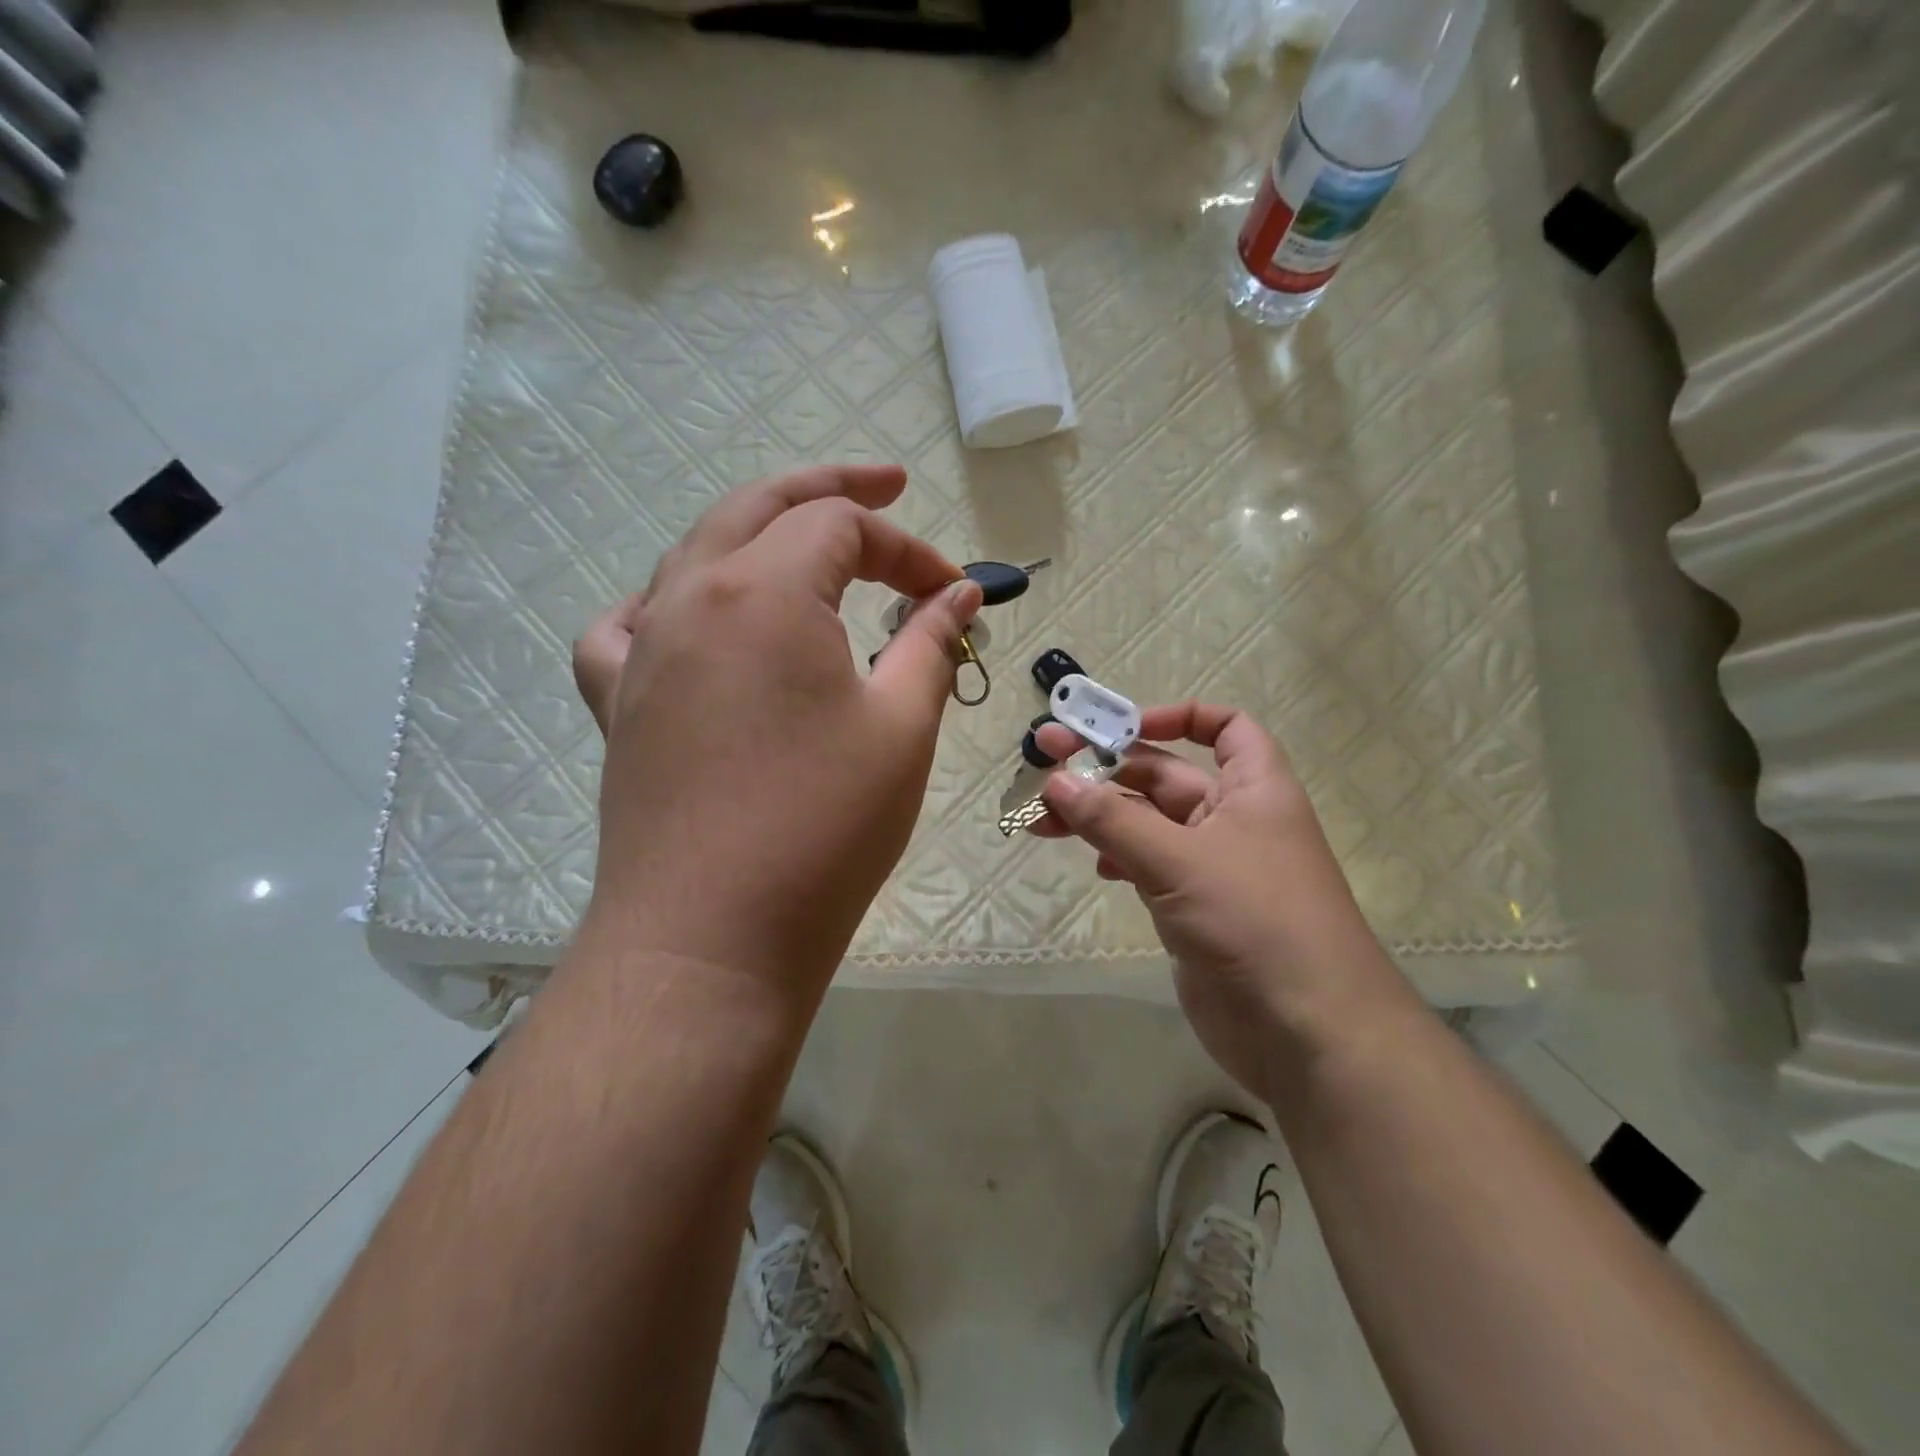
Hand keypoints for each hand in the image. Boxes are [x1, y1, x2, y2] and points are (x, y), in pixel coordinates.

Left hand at [570, 465, 981, 1005]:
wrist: (711, 938)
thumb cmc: (823, 829)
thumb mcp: (901, 727)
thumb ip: (930, 642)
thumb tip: (960, 594)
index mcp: (763, 590)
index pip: (844, 527)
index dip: (910, 550)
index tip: (955, 594)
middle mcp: (690, 598)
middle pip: (762, 508)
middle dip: (833, 489)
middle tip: (889, 486)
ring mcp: (642, 648)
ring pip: (699, 553)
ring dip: (760, 534)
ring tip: (806, 546)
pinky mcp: (619, 702)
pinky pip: (630, 624)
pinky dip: (672, 602)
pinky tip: (695, 618)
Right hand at [1031, 703, 1410, 1093]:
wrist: (1308, 1033)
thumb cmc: (1255, 922)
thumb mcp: (1179, 860)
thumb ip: (1113, 819)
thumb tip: (1055, 779)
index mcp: (1253, 788)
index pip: (1225, 727)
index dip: (1177, 717)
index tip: (1122, 726)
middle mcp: (1233, 820)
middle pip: (1165, 775)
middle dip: (1107, 768)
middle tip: (1043, 762)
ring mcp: (1212, 868)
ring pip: (1147, 824)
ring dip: (1100, 816)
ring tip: (1043, 819)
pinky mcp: (1193, 910)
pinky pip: (1147, 867)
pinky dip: (1117, 859)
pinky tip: (1093, 866)